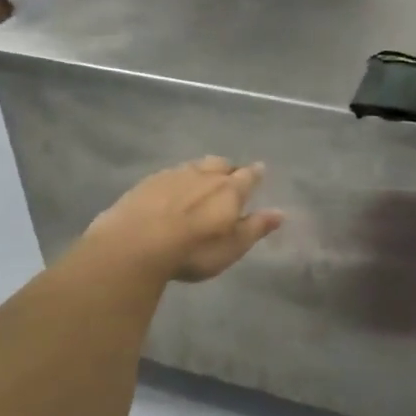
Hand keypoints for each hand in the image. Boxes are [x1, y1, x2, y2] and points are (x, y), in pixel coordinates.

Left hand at [86, 158, 283, 283]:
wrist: (135, 243)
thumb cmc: (192, 250)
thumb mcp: (231, 247)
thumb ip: (255, 227)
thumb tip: (281, 212)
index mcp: (229, 189)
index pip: (248, 176)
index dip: (255, 174)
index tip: (260, 170)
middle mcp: (204, 175)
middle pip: (221, 164)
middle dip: (229, 169)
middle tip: (230, 177)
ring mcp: (174, 174)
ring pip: (196, 165)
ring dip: (203, 171)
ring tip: (203, 181)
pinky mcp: (149, 181)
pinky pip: (171, 173)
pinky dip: (178, 179)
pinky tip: (172, 190)